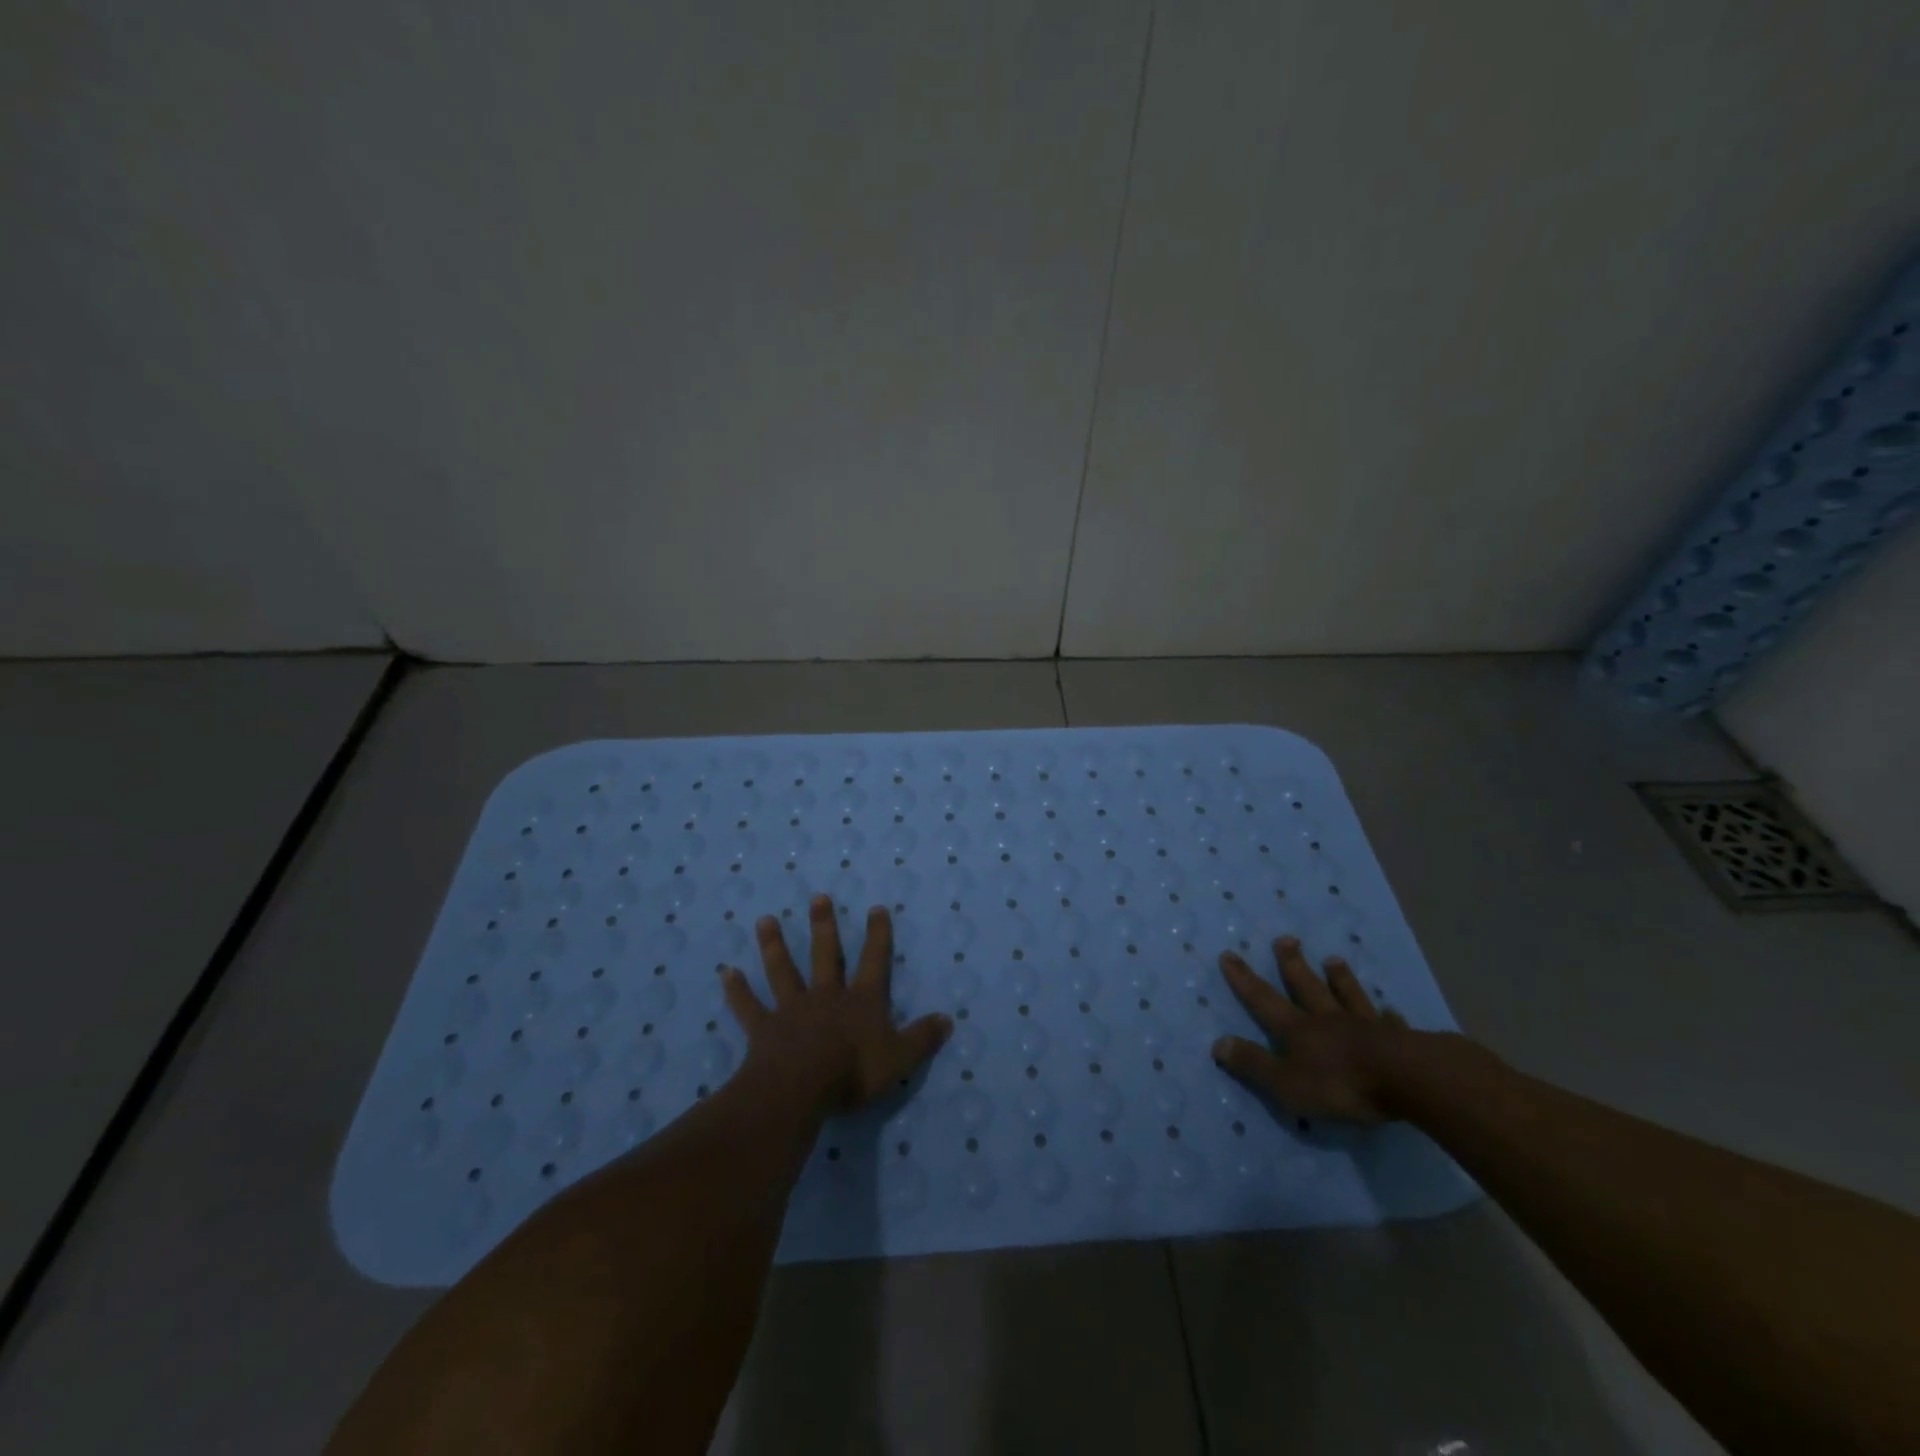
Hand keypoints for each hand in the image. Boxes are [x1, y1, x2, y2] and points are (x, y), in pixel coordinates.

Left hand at [720, 895, 951, 1113]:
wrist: (802, 1086)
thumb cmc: (854, 1071)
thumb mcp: (900, 1058)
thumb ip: (922, 1037)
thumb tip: (948, 1019)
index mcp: (861, 1001)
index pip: (874, 961)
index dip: (877, 935)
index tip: (876, 908)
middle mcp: (826, 996)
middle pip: (825, 955)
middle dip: (823, 926)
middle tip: (817, 898)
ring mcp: (792, 1009)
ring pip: (783, 971)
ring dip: (774, 946)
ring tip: (766, 920)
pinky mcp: (764, 1029)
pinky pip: (749, 1007)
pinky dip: (737, 990)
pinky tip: (726, 972)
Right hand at [1211, 936, 1407, 1124]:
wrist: (1408, 1080)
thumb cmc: (1342, 1084)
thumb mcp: (1287, 1083)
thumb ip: (1254, 1064)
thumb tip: (1218, 1043)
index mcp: (1298, 1030)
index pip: (1263, 1000)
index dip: (1244, 979)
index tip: (1229, 954)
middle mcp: (1327, 1019)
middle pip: (1306, 986)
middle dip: (1292, 964)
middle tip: (1285, 939)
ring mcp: (1365, 1026)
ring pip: (1347, 995)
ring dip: (1339, 978)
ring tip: (1333, 959)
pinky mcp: (1399, 1040)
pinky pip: (1389, 1023)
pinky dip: (1388, 1016)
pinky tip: (1392, 1010)